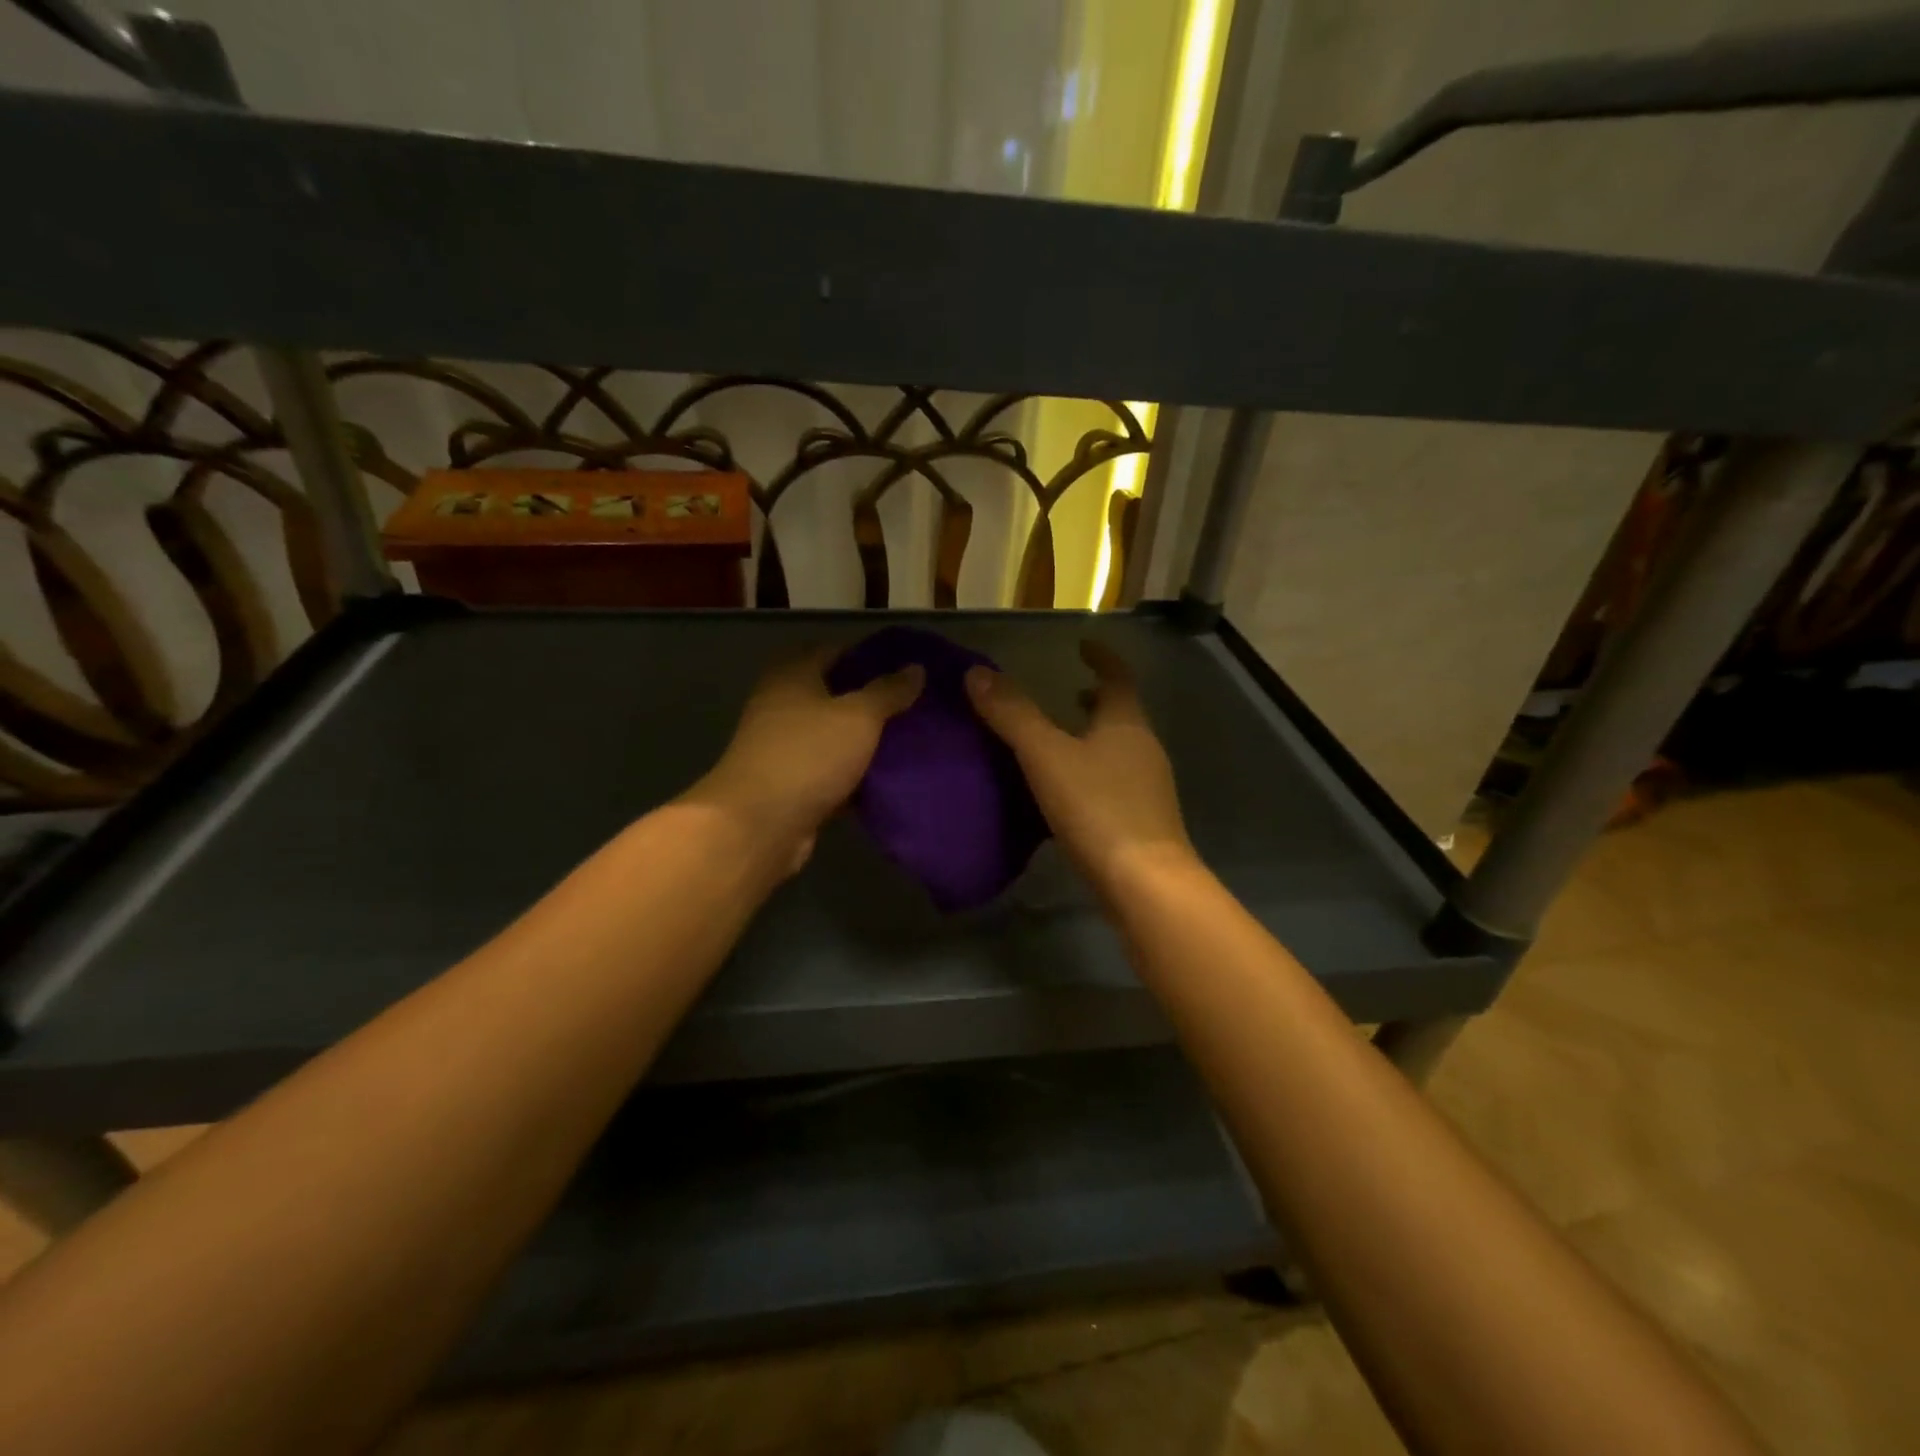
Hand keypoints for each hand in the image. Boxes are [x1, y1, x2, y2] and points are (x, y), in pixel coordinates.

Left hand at [683, 648, 922, 874]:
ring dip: (862, 739)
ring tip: (907, 740)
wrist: (759, 825)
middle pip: (831, 694)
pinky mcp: (790, 785)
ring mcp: (783, 747)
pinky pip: (829, 771)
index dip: (867, 655)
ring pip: (832, 735)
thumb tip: (916, 668)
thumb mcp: (858, 716)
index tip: (904, 666)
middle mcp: (782, 705)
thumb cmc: (809, 755)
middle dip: (869, 700)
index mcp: (792, 675)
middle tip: (911, 705)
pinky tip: (886, 779)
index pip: (832, 651)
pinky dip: (853, 773)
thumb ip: (888, 691)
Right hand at [966, 640, 1193, 895]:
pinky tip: (1065, 792)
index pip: (1117, 676)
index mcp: (1126, 723)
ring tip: (1059, 740)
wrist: (1144, 883)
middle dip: (1095, 699)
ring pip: (1118, 749)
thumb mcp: (1046, 756)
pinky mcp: (1142, 821)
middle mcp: (1143, 748)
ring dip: (1092, 737)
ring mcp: (1147, 787)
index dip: (1101, 657)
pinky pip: (1113, 782)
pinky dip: (1091, 772)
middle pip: (1121, 713)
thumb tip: (977, 672)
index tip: (1083, 645)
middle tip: (1067, 692)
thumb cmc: (1098, 808)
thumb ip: (1012, 714)